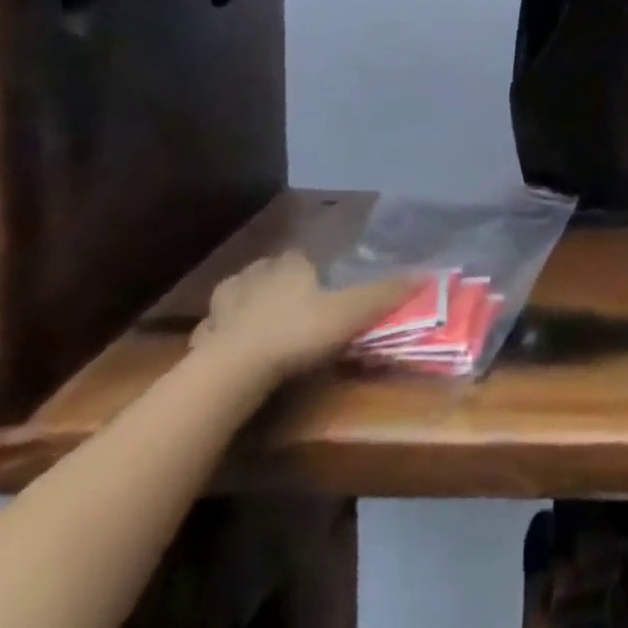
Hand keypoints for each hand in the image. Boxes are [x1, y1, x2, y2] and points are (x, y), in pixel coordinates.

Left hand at [191, 252, 417, 384]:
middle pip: (263, 271)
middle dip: (273, 281)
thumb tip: (427, 274)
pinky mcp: (200, 341)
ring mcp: (222, 309)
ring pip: (232, 298)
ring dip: (241, 305)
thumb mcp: (351, 313)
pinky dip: (220, 337)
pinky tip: (228, 351)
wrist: (233, 372)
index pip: (298, 255)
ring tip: (255, 322)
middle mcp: (254, 277)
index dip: (308, 265)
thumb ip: (385, 294)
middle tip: (289, 300)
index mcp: (288, 267)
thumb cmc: (297, 333)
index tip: (318, 279)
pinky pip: (212, 332)